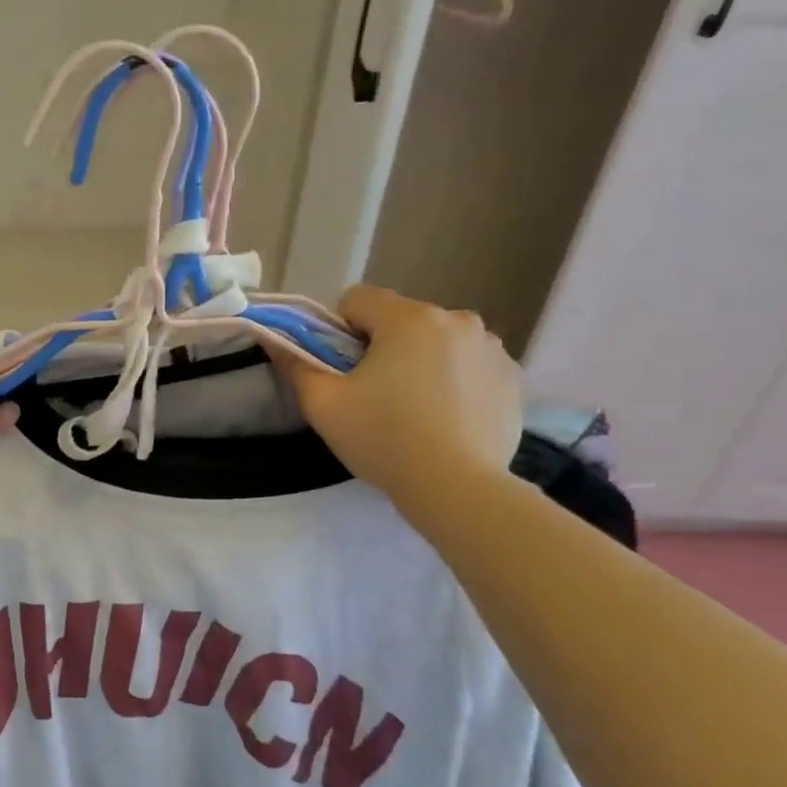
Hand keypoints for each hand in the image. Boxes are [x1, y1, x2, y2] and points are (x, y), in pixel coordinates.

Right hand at [268, 285, 522, 511]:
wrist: (457, 487)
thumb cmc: (383, 439)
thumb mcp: (323, 405)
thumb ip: (295, 365)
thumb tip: (273, 340)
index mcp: (408, 318)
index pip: (358, 299)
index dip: (339, 330)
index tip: (342, 369)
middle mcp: (456, 319)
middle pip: (400, 320)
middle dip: (383, 347)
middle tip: (374, 395)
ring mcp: (492, 347)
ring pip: (437, 341)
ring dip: (421, 361)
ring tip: (414, 409)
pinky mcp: (513, 377)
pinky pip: (470, 365)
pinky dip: (455, 381)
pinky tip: (447, 418)